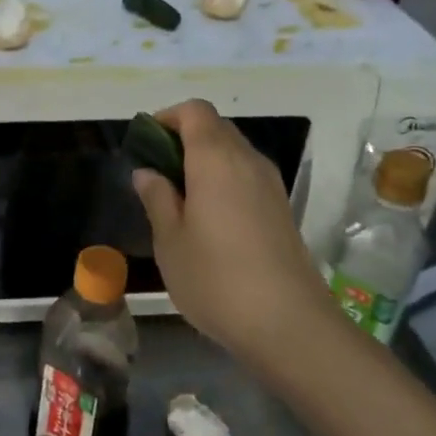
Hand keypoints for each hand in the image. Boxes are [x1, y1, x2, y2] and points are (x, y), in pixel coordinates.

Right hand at [132, 100, 325, 357]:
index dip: (168, 118)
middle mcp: (247, 161)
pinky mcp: (282, 209)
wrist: (289, 325)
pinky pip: (247, 176)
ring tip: (180, 199)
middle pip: (216, 127)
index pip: (194, 111)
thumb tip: (148, 172)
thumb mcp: (169, 240)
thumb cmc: (216, 278)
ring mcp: (270, 184)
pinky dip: (224, 180)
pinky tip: (210, 219)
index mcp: (215, 159)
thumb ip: (157, 198)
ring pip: (234, 152)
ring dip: (205, 161)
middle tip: (158, 173)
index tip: (147, 144)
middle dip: (184, 138)